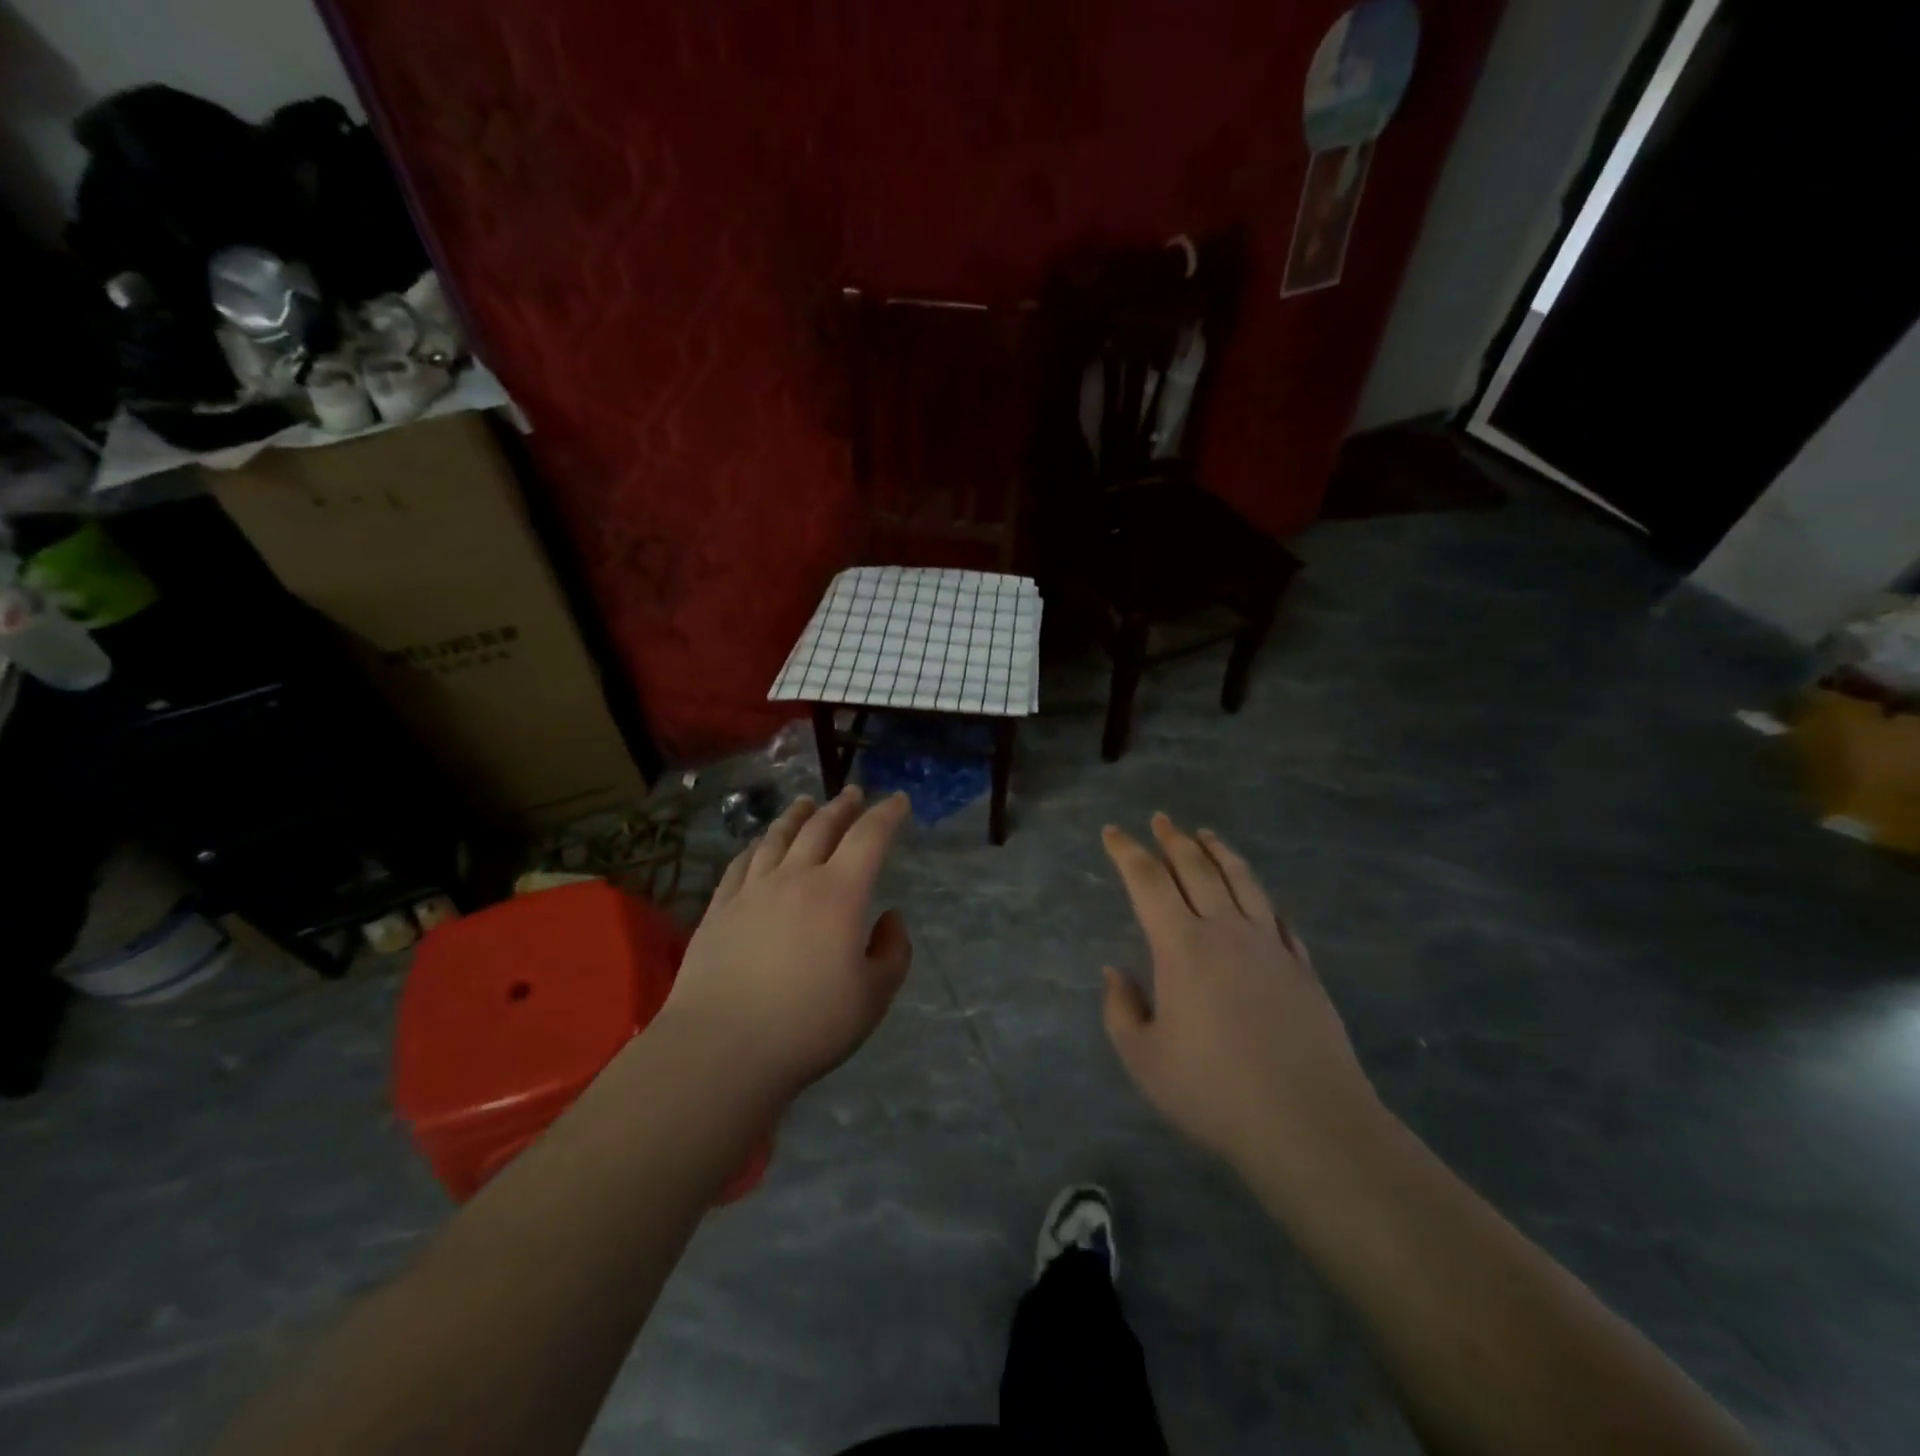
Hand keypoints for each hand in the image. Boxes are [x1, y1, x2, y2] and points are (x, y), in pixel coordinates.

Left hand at [661, 787, 912, 1102]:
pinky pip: (741, 863)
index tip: (898, 801)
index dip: (887, 815)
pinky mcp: (718, 909)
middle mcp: (795, 878)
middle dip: (842, 807)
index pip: (869, 838)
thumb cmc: (809, 1024)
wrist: (722, 1048)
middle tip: (853, 793)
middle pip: (821, 827)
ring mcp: (751, 891)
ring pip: (777, 837)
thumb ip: (893, 952)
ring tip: (805, 803)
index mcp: (839, 893)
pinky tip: (758, 844)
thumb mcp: (873, 996)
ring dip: (797, 816)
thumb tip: (889, 918)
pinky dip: (757, 845)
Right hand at [1101, 814, 1378, 1177]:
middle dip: (1173, 839)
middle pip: (1196, 868)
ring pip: (1241, 880)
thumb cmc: (1213, 1091)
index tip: (1113, 832)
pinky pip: (1276, 914)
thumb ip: (1121, 1010)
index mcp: (1181, 947)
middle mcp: (1225, 931)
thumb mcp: (1144, 1059)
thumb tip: (1115, 971)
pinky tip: (1255, 892)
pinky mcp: (1301, 966)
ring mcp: (1269, 945)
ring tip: (1205, 834)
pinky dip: (1258, 892)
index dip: (1127, 851)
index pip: (1147, 881)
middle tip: (1160, 819)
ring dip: (1219, 851)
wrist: (1308, 1122)